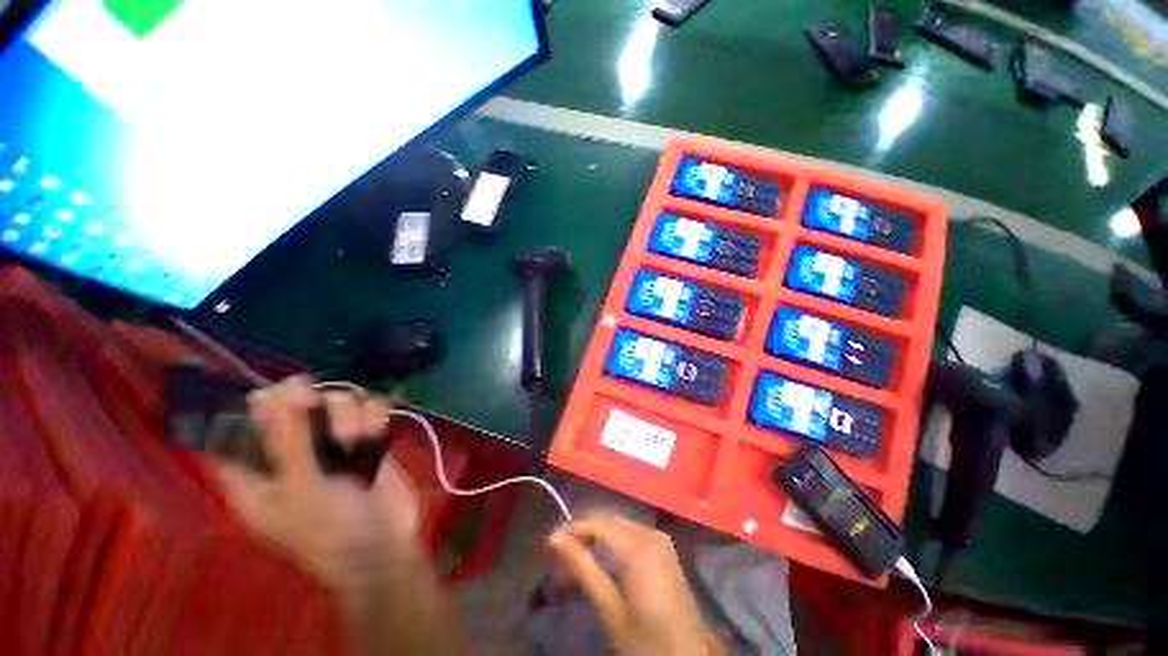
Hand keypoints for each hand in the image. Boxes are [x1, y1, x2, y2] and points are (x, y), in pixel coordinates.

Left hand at [212, 376, 420, 592]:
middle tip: (331, 424)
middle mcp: (290, 453)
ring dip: (350, 415)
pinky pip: (367, 410)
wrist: (385, 544)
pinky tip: (377, 432)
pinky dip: (374, 416)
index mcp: (256, 472)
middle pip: (294, 405)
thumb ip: (291, 437)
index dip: (257, 406)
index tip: (285, 394)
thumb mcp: (303, 487)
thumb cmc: (330, 530)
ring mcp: (331, 445)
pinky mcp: (364, 441)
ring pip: (336, 403)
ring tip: (359, 438)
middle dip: (316, 408)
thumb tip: (283, 388)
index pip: (239, 427)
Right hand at [547, 513, 725, 655]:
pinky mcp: (663, 546)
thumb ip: (583, 569)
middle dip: (582, 531)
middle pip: (608, 519)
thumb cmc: (647, 641)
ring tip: (575, 559)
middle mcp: (650, 532)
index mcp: (638, 547)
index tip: (549, 543)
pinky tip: (600, 560)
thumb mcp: (611, 610)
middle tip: (559, 554)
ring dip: (595, 536)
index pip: (597, 523)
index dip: (571, 528)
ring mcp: (659, 537)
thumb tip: (555, 539)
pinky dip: (612, 541)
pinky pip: (631, 533)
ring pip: (618, 524)